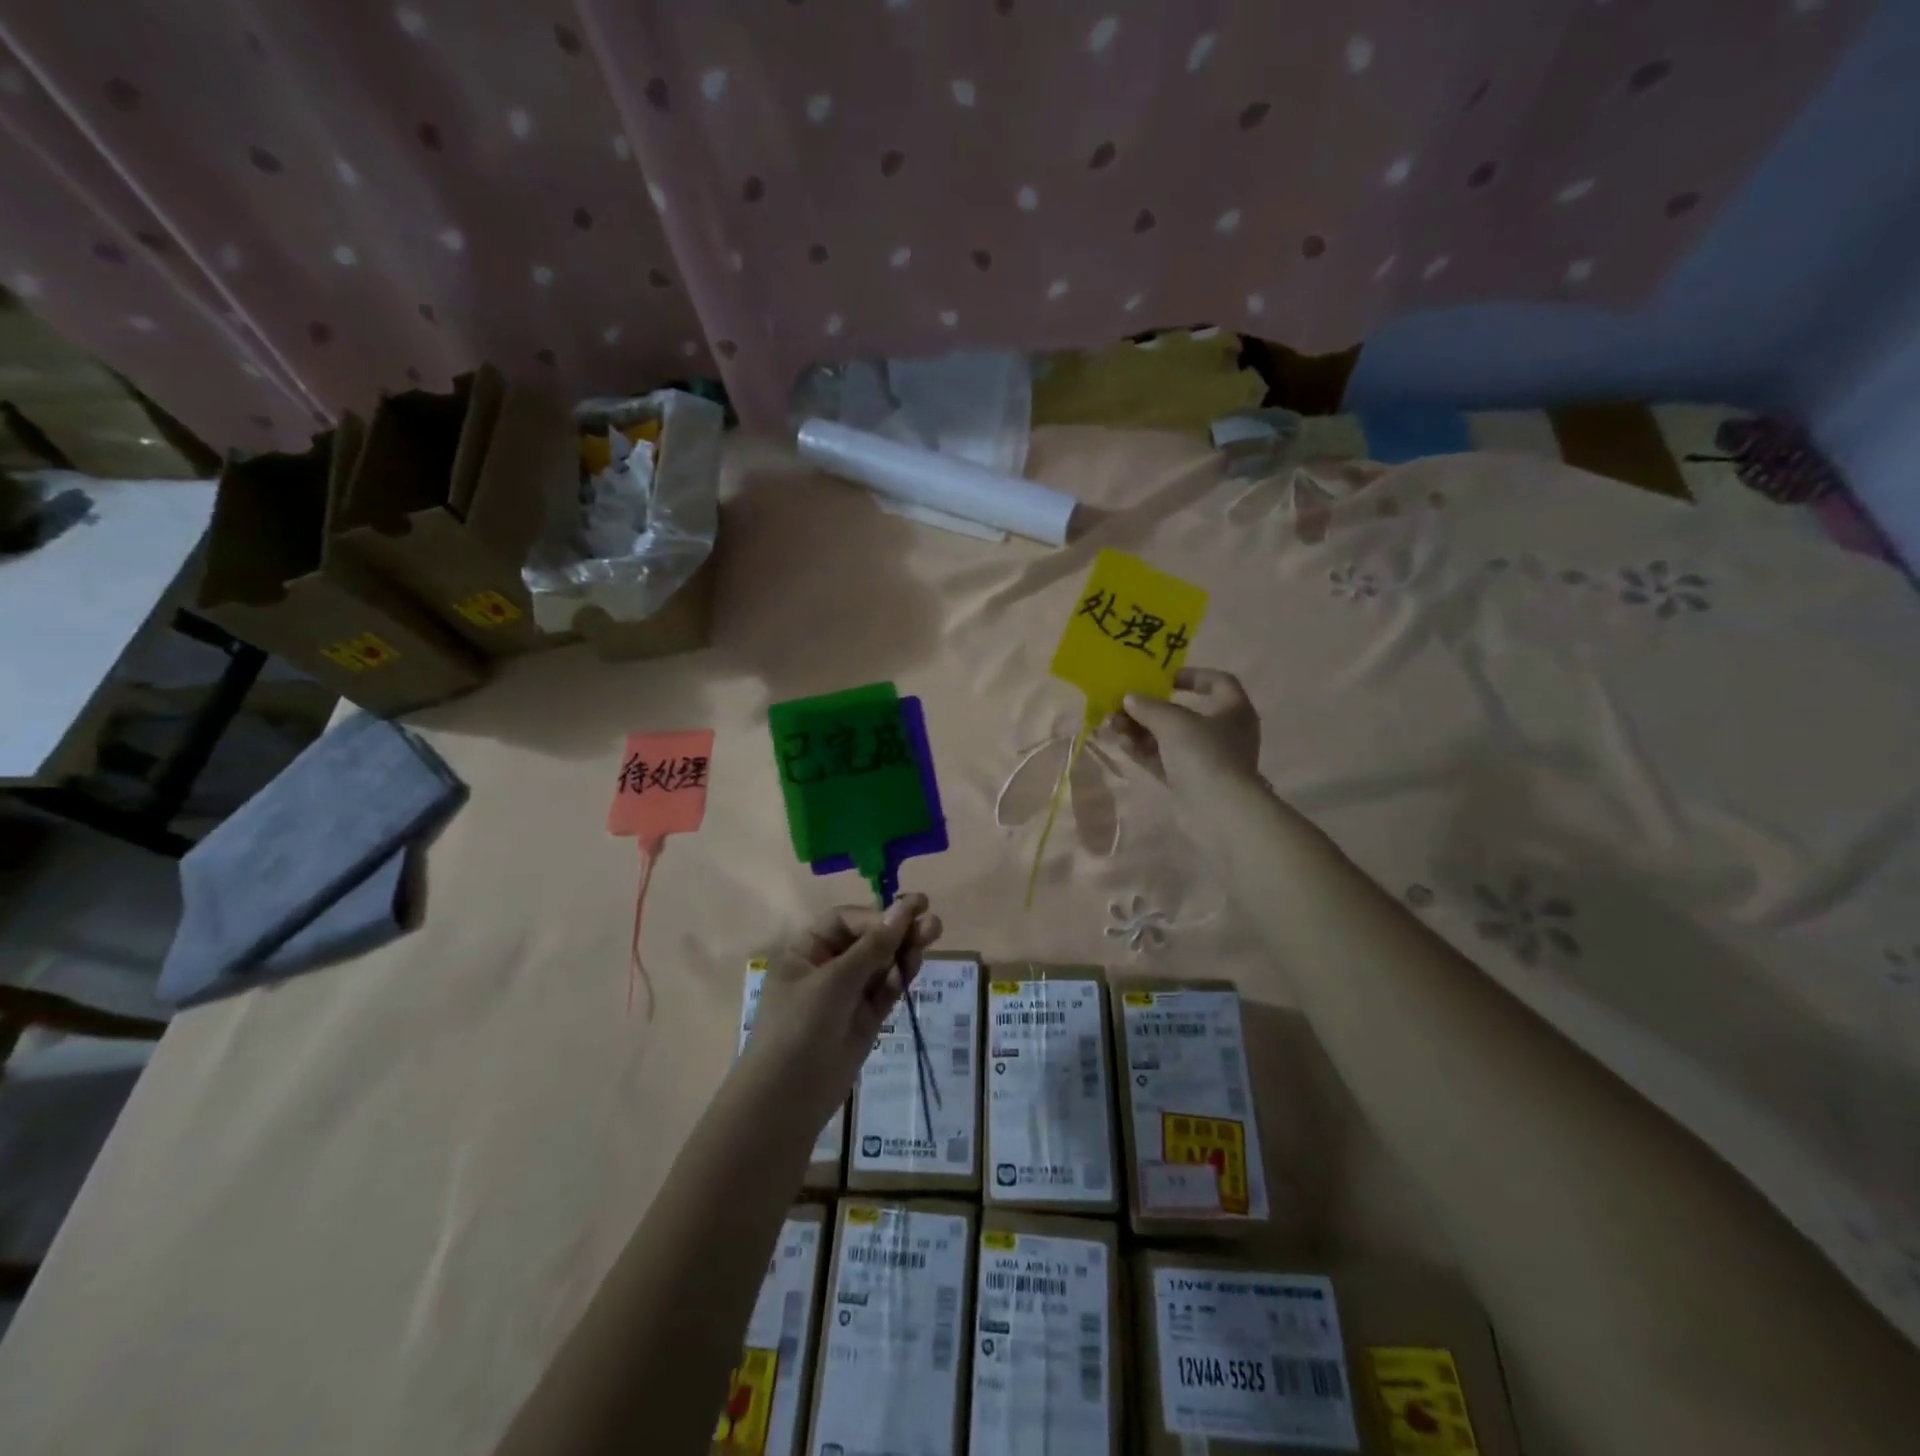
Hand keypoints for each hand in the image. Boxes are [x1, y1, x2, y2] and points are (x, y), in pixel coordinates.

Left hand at [743, 895, 942, 1126]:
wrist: (787, 1100)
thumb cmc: (799, 1027)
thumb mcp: (834, 981)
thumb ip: (873, 946)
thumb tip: (904, 908)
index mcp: (806, 952)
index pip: (846, 922)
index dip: (876, 916)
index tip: (907, 913)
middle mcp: (827, 968)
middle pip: (868, 940)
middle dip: (898, 929)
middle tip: (932, 921)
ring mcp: (847, 996)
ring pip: (881, 964)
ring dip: (905, 949)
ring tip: (933, 933)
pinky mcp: (865, 1020)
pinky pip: (886, 990)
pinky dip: (901, 976)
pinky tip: (917, 961)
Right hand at [1104, 667, 1262, 794]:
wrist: (1217, 812)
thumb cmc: (1204, 754)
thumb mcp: (1174, 722)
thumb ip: (1149, 706)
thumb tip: (1129, 698)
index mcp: (1233, 709)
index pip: (1218, 682)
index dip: (1192, 675)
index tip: (1163, 678)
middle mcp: (1222, 731)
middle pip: (1183, 712)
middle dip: (1149, 708)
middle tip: (1120, 705)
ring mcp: (1205, 758)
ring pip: (1167, 737)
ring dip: (1139, 729)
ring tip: (1111, 725)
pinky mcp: (1188, 780)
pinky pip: (1162, 759)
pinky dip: (1143, 750)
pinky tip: (1120, 742)